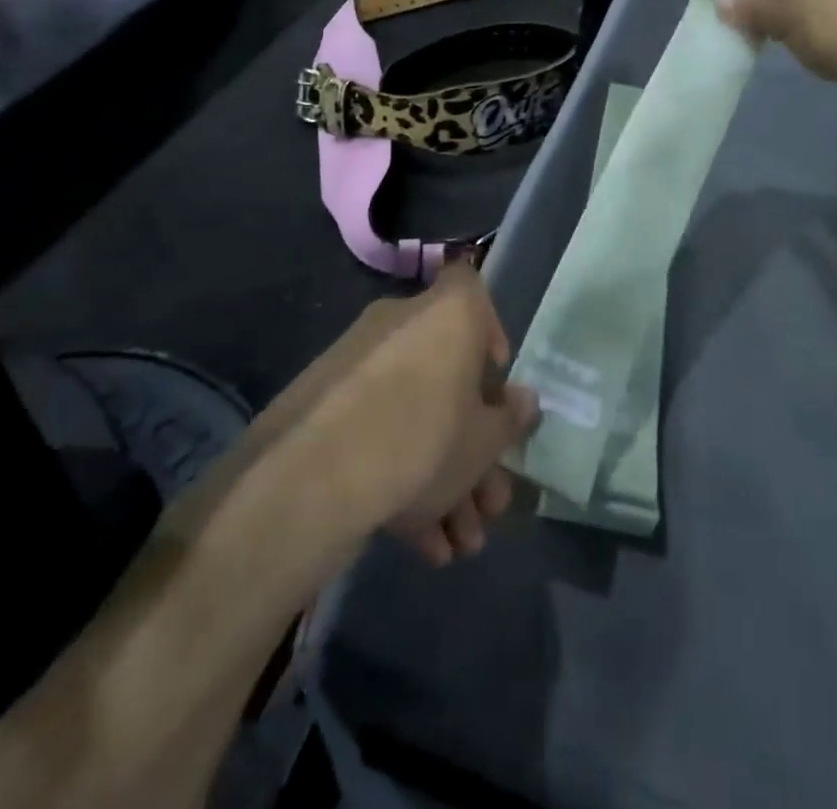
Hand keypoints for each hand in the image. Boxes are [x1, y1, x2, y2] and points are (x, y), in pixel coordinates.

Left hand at [300, 265, 539, 564]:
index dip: (491, 331)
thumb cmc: (425, 438)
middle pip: (448, 376)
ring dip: (443, 477)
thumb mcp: (485, 441)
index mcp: (447, 313)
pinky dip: (399, 477)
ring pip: (414, 414)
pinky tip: (422, 544)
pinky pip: (375, 431)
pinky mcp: (322, 406)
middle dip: (473, 445)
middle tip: (490, 502)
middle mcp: (401, 324)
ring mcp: (357, 364)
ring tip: (461, 545)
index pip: (473, 291)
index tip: (496, 381)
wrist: (313, 478)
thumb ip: (511, 418)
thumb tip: (523, 401)